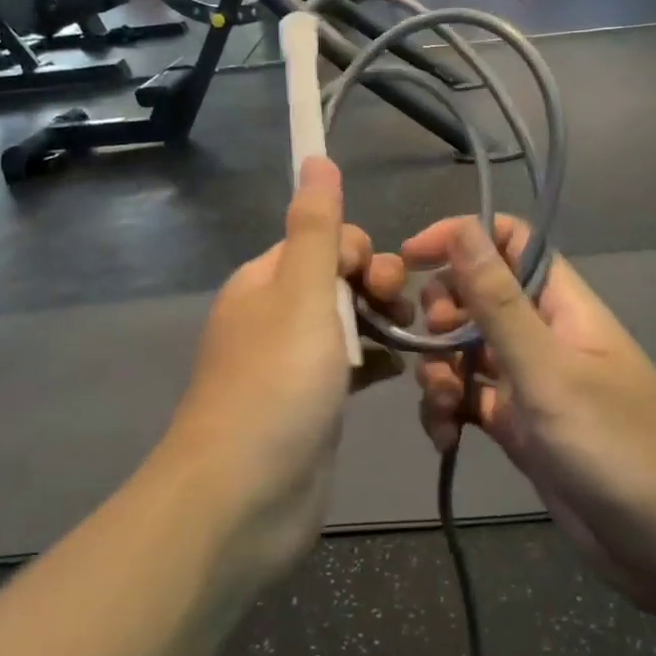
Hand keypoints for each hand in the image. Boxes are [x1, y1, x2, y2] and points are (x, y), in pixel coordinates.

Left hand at [164, 157, 409, 583]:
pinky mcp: (312, 405)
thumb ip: (316, 227)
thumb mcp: (301, 292)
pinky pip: (350, 365)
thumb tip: (315, 156)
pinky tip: (401, 370)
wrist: (243, 499)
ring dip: (382, 322)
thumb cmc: (277, 384)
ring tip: (412, 341)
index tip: (378, 283)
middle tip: (400, 314)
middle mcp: (275, 315)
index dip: (358, 252)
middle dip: (376, 285)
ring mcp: (293, 363)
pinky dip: (376, 361)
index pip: (323, 240)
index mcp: (265, 281)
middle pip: (338, 278)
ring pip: (347, 322)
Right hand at [407, 216, 655, 618]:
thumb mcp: (548, 370)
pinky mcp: (518, 426)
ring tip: (443, 406)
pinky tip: (446, 438)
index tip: (412, 258)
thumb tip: (462, 227)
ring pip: (464, 350)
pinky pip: (468, 399)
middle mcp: (541, 333)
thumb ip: (498, 302)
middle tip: (432, 345)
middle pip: (475, 295)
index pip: (508, 241)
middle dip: (441, 314)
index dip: (461, 237)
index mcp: (560, 303)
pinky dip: (448, 412)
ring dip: (439, 370)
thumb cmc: (616, 446)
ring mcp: (528, 381)